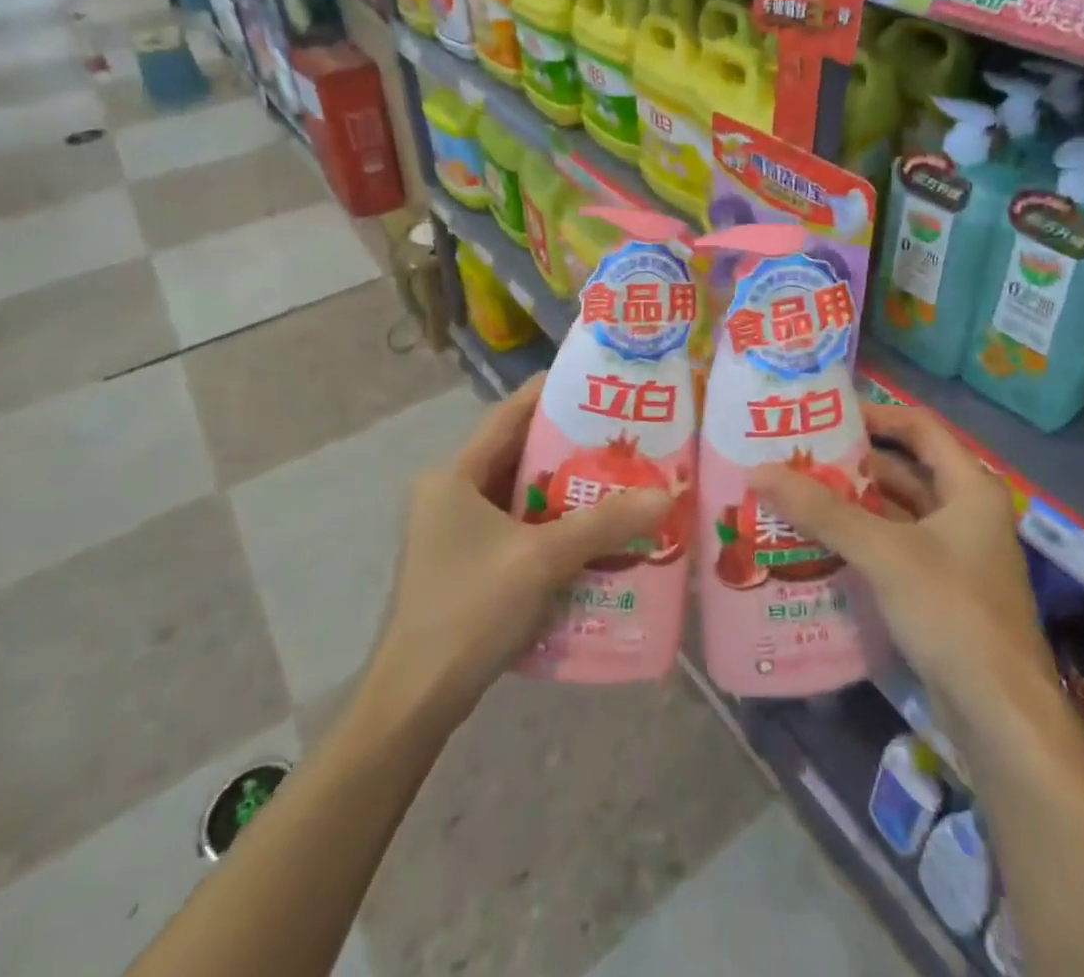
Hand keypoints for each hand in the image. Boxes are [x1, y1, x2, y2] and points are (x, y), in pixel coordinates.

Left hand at [365, 375, 670, 727]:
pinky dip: (552, 528)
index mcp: (455, 475)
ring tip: (619, 482)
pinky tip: (593, 536)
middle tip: (622, 438)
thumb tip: (667, 495)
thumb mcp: (541, 559)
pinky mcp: (467, 565)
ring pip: (520, 496)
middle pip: (518, 456)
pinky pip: (517, 530)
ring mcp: (455, 532)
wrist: (416, 701)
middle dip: (570, 447)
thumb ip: (603, 524)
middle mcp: (451, 494)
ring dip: (565, 493)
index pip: (508, 416)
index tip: (597, 382)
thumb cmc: (471, 610)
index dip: (550, 394)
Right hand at [747, 399, 1048, 698]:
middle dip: (850, 466)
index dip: (874, 414)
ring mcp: (954, 555)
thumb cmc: (952, 612)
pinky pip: (893, 550)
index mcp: (970, 488)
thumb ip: (823, 511)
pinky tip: (816, 545)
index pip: (919, 428)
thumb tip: (759, 471)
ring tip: (794, 497)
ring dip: (851, 507)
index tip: (825, 415)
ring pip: (895, 514)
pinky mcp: (940, 591)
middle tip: (795, 459)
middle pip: (902, 471)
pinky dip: (859, 542)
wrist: (1001, 716)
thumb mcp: (884, 553)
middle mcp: (966, 513)